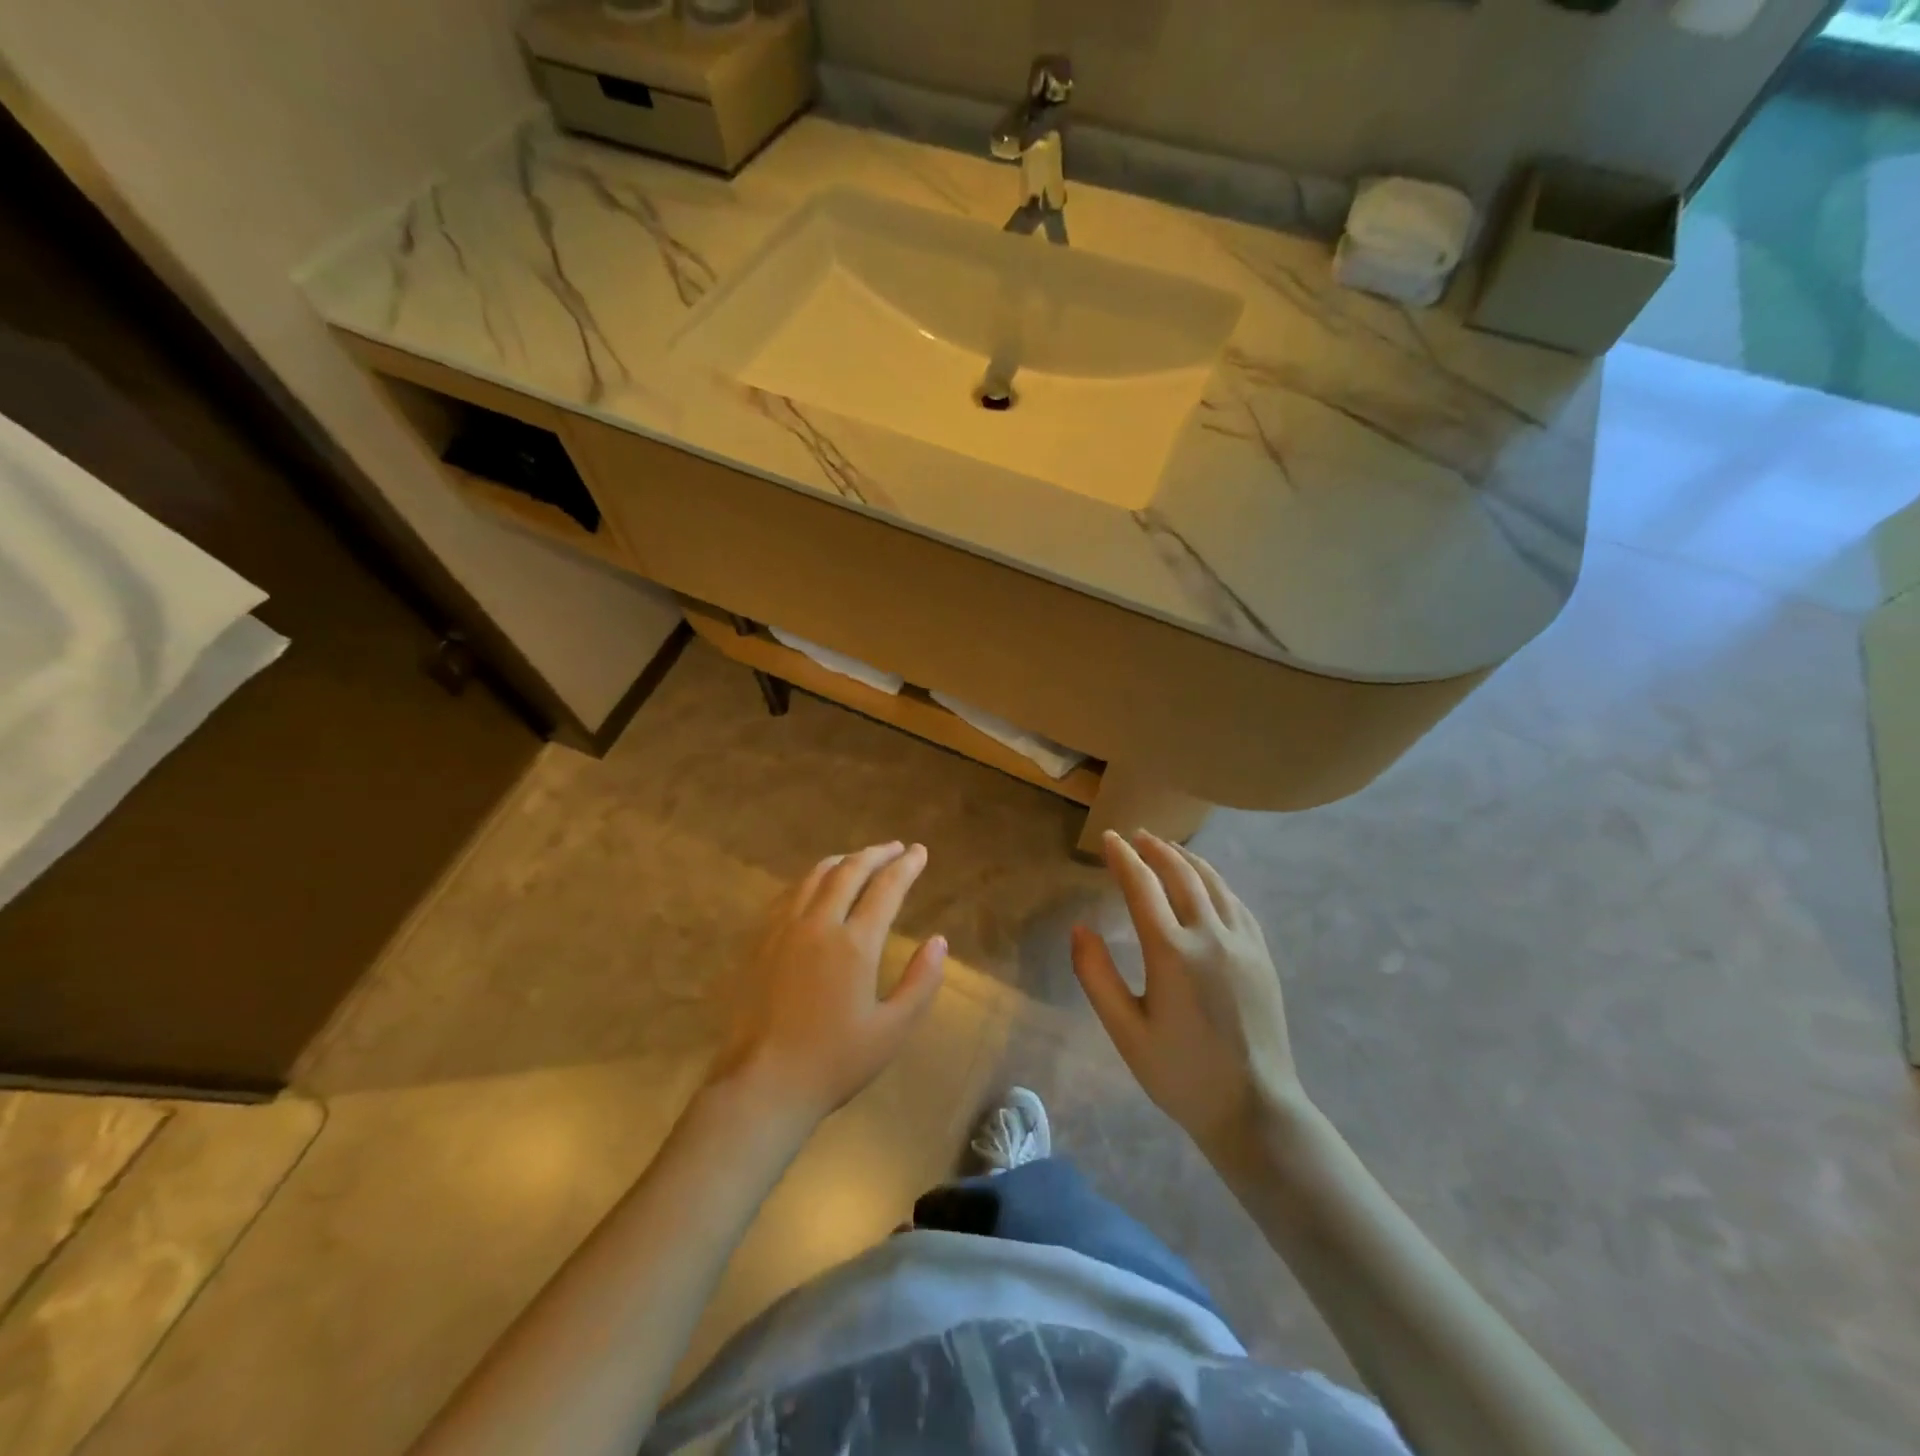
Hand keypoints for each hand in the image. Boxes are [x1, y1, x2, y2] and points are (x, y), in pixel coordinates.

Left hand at [711, 842, 946, 1125]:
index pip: (886, 889)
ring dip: (842, 861)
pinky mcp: (760, 941)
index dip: (906, 866)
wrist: (763, 1083)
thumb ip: (921, 982)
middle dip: (876, 854)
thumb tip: (938, 941)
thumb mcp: (892, 1030)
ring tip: (858, 859)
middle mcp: (818, 924)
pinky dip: (811, 880)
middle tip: (895, 848)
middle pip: (849, 871)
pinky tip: (815, 887)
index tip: (919, 852)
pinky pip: (789, 894)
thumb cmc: (834, 1062)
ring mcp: (783, 929)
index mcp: (854, 944)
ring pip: (815, 877)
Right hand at [1072, 830, 1305, 1149]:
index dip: (1123, 858)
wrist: (1255, 1109)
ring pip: (1213, 883)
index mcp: (1171, 952)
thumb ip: (1096, 976)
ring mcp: (1242, 943)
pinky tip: (1207, 883)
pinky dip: (1215, 882)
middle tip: (1136, 836)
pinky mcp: (1262, 956)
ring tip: (1167, 847)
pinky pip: (1236, 903)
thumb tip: (1080, 928)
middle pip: (1180, 875)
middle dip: (1155, 850)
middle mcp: (1210, 936)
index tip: (1109, 839)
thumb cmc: (1181, 1074)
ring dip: (1187, 859)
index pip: (1142, 887)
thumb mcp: (1125, 1031)